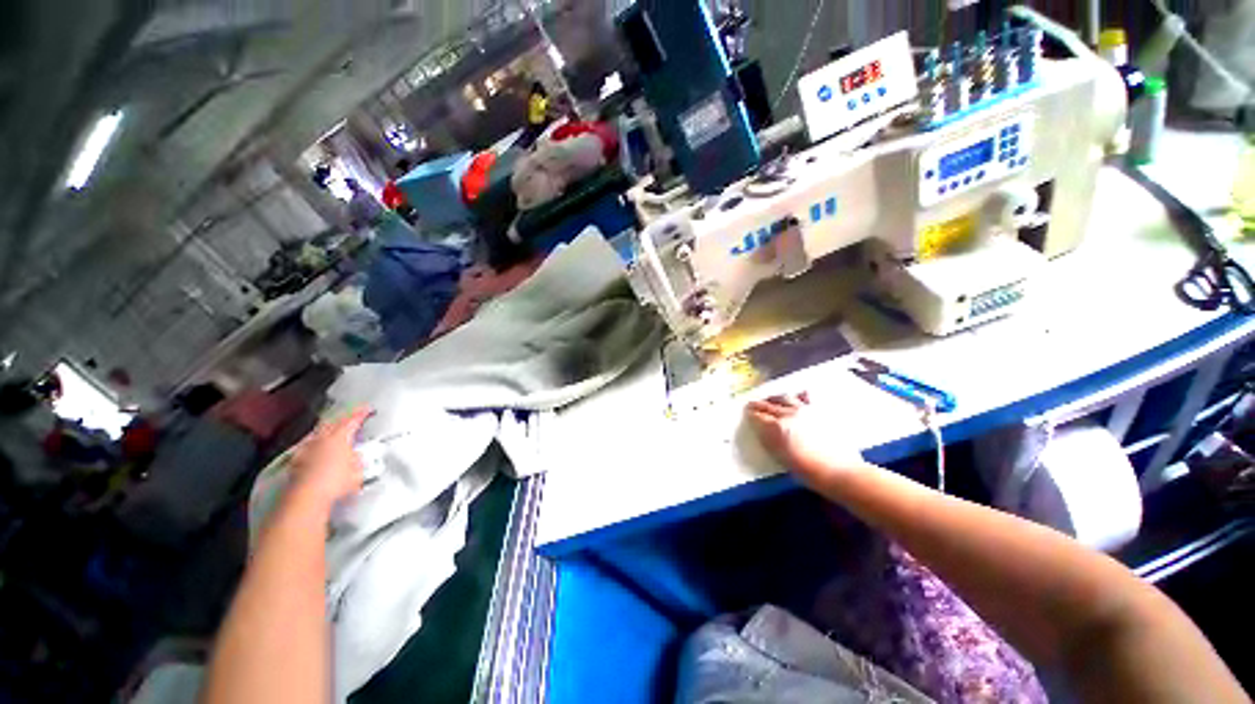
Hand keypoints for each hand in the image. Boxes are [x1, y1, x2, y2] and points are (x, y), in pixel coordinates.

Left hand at [287, 408, 370, 511]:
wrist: (307, 496)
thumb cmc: (336, 481)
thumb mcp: (357, 470)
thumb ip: (358, 459)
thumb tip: (356, 456)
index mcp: (339, 437)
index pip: (352, 420)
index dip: (360, 414)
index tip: (367, 408)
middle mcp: (321, 439)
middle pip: (331, 423)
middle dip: (341, 418)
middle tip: (349, 415)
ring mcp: (306, 448)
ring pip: (317, 432)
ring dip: (326, 429)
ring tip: (331, 428)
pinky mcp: (296, 459)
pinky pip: (307, 444)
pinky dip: (314, 442)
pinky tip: (314, 445)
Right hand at [745, 393, 865, 486]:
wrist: (839, 470)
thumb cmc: (807, 470)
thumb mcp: (780, 456)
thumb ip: (769, 439)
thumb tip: (761, 429)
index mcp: (776, 426)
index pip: (758, 416)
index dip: (751, 414)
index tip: (747, 412)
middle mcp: (788, 413)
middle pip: (768, 405)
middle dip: (758, 404)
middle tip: (752, 404)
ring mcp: (804, 409)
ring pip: (784, 398)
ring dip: (775, 398)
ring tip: (771, 399)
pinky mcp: (819, 409)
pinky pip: (806, 396)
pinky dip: (798, 396)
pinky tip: (797, 397)